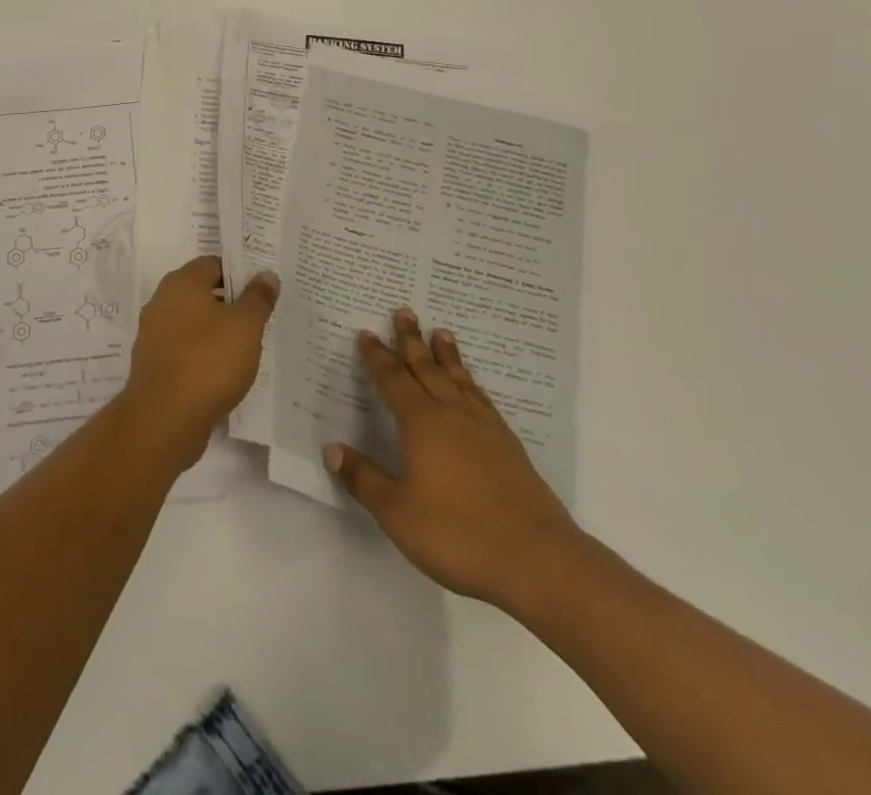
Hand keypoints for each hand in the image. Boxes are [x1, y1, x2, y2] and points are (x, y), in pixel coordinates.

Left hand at [123, 257, 278, 464]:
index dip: (238, 273)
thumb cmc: (209, 360)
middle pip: (201, 293)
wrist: (165, 418)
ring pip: (192, 323)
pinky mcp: (153, 365)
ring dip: (215, 331)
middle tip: (259, 317)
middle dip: (229, 303)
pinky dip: (202, 355)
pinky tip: (223, 372)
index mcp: (181, 283)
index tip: (261, 288)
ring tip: (246, 347)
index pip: (212, 264)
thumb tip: (266, 275)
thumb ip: (258, 298)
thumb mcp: (246, 326)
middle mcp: (162, 302)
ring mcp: (153, 335)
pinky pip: (183, 350)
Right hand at [325, 309, 579, 612]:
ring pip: (458, 379)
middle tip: (404, 311)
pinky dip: (471, 383)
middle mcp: (452, 415)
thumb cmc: (458, 534)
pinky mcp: (508, 447)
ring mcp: (484, 429)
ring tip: (441, 333)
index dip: (377, 357)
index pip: (393, 381)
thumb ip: (364, 479)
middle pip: (426, 368)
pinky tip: (472, 387)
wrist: (538, 559)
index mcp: (421, 424)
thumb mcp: (398, 513)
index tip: (367, 334)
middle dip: (411, 340)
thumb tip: (332, 448)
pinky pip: (482, 399)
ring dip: (446, 355)